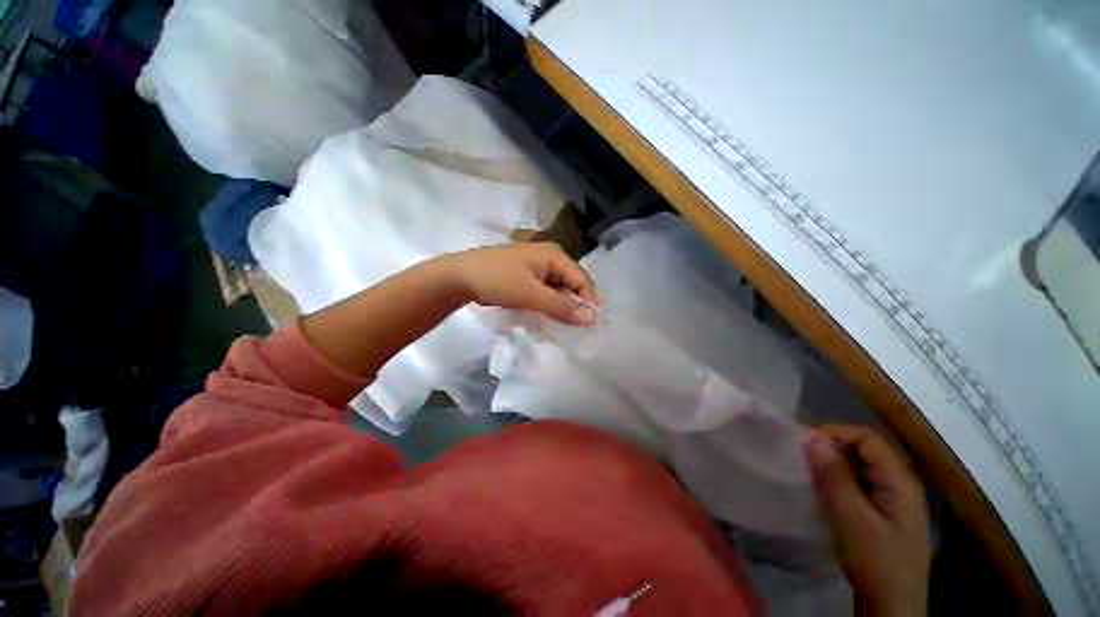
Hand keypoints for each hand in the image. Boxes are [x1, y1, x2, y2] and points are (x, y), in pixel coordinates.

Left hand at [440, 242, 598, 325]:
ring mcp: (536, 266)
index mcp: (554, 255)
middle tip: (576, 330)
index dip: (589, 301)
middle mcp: (549, 257)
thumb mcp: (531, 295)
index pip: (581, 279)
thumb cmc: (497, 281)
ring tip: (561, 327)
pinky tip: (544, 318)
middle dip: (573, 306)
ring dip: (559, 307)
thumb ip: (562, 307)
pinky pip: (544, 291)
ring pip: (557, 290)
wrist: (459, 277)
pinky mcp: (526, 275)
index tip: (592, 326)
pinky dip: (547, 305)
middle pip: (571, 284)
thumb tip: (592, 318)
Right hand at [804, 425, 932, 616]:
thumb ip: (834, 478)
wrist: (892, 606)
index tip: (802, 442)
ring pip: (859, 467)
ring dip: (832, 464)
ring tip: (805, 470)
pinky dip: (837, 480)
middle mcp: (900, 483)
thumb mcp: (853, 520)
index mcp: (901, 481)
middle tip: (800, 455)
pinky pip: (858, 483)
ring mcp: (892, 499)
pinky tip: (821, 489)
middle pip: (864, 450)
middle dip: (830, 447)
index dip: (834, 433)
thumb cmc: (877, 562)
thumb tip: (811, 439)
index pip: (867, 439)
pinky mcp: (882, 512)